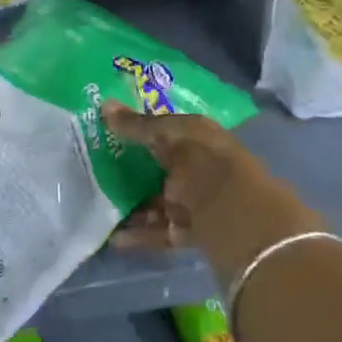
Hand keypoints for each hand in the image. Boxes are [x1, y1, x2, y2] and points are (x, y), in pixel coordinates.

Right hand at [104, 102, 320, 288]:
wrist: (245, 223)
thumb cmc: (206, 167)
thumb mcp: (170, 139)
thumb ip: (138, 126)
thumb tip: (104, 104)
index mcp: (199, 136)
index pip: (165, 128)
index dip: (138, 129)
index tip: (106, 132)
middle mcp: (200, 165)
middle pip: (161, 166)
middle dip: (132, 169)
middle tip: (96, 170)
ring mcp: (199, 200)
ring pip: (160, 200)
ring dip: (133, 204)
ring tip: (100, 207)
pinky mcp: (196, 232)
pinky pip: (164, 230)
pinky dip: (142, 233)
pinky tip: (116, 237)